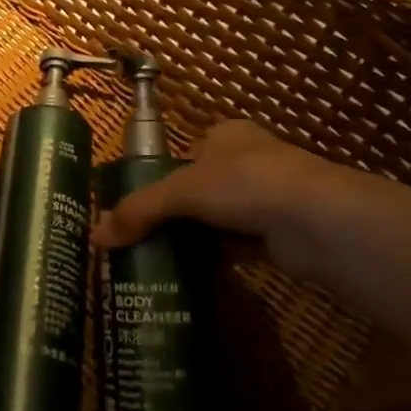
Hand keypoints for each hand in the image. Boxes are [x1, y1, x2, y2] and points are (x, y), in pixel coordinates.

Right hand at [92, 120, 347, 278]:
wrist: (316, 220)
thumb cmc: (244, 184)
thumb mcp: (181, 191)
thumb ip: (139, 211)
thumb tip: (94, 236)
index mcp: (227, 135)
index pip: (189, 153)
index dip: (165, 177)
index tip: (140, 206)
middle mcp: (249, 160)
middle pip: (202, 188)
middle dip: (178, 212)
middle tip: (144, 237)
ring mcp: (269, 198)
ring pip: (220, 219)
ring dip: (198, 237)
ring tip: (161, 259)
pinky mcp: (280, 234)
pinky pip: (237, 245)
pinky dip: (218, 257)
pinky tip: (193, 275)